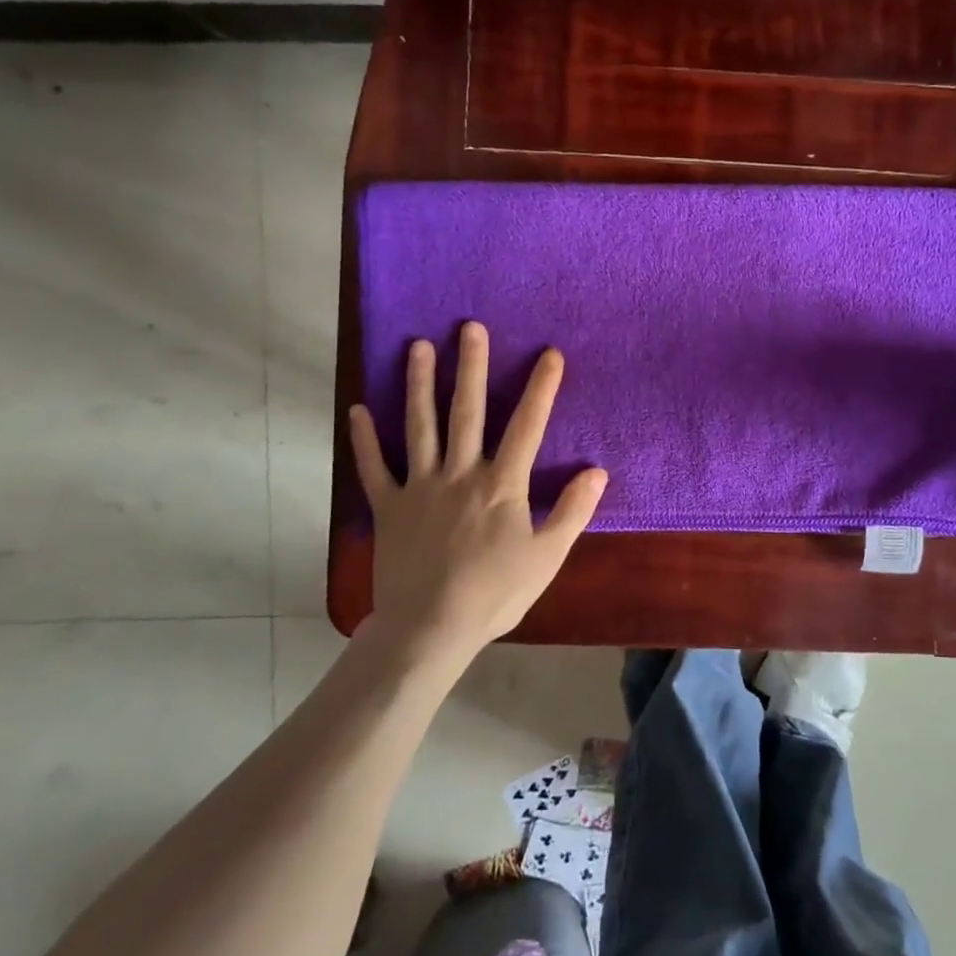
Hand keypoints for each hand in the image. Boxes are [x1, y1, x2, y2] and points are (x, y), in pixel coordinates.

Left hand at [349, 322, 607, 661]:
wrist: (430, 628)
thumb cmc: (495, 593)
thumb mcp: (547, 556)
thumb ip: (573, 511)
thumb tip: (597, 471)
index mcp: (501, 483)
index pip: (527, 425)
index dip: (541, 388)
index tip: (549, 354)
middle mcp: (460, 473)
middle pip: (466, 411)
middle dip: (471, 366)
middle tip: (469, 327)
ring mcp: (420, 487)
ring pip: (420, 426)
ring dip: (418, 384)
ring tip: (418, 347)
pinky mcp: (389, 507)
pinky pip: (375, 468)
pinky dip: (365, 440)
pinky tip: (358, 410)